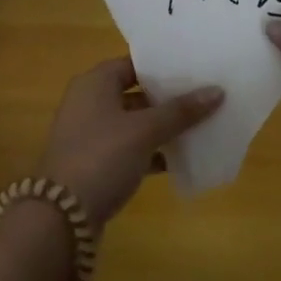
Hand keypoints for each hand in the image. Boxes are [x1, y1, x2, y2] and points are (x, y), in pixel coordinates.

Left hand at [38, 57, 223, 226]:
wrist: (62, 216)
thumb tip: (218, 91)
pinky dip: (151, 152)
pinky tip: (179, 160)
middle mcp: (88, 102)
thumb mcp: (144, 131)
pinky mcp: (95, 163)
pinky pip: (129, 149)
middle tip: (204, 97)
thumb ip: (180, 111)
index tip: (195, 70)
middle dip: (167, 98)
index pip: (133, 64)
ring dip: (161, 127)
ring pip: (133, 123)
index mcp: (94, 82)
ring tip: (200, 126)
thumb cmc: (102, 157)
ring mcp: (90, 134)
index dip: (163, 67)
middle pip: (134, 92)